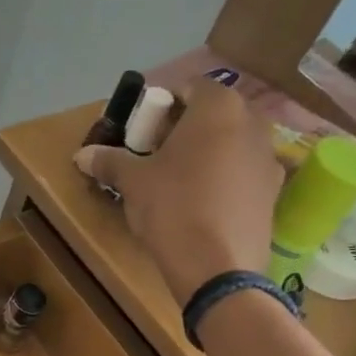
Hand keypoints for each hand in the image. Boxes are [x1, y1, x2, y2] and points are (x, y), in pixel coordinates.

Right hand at [73, 79, 283, 301]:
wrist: (218, 267)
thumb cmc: (173, 208)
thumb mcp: (133, 183)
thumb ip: (110, 161)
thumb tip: (82, 155)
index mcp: (218, 106)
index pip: (186, 87)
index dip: (159, 107)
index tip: (140, 133)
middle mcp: (252, 121)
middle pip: (211, 115)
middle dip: (182, 131)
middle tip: (154, 158)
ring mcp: (269, 157)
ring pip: (229, 144)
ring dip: (204, 155)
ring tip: (177, 184)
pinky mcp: (274, 192)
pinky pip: (242, 174)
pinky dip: (223, 181)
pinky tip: (202, 207)